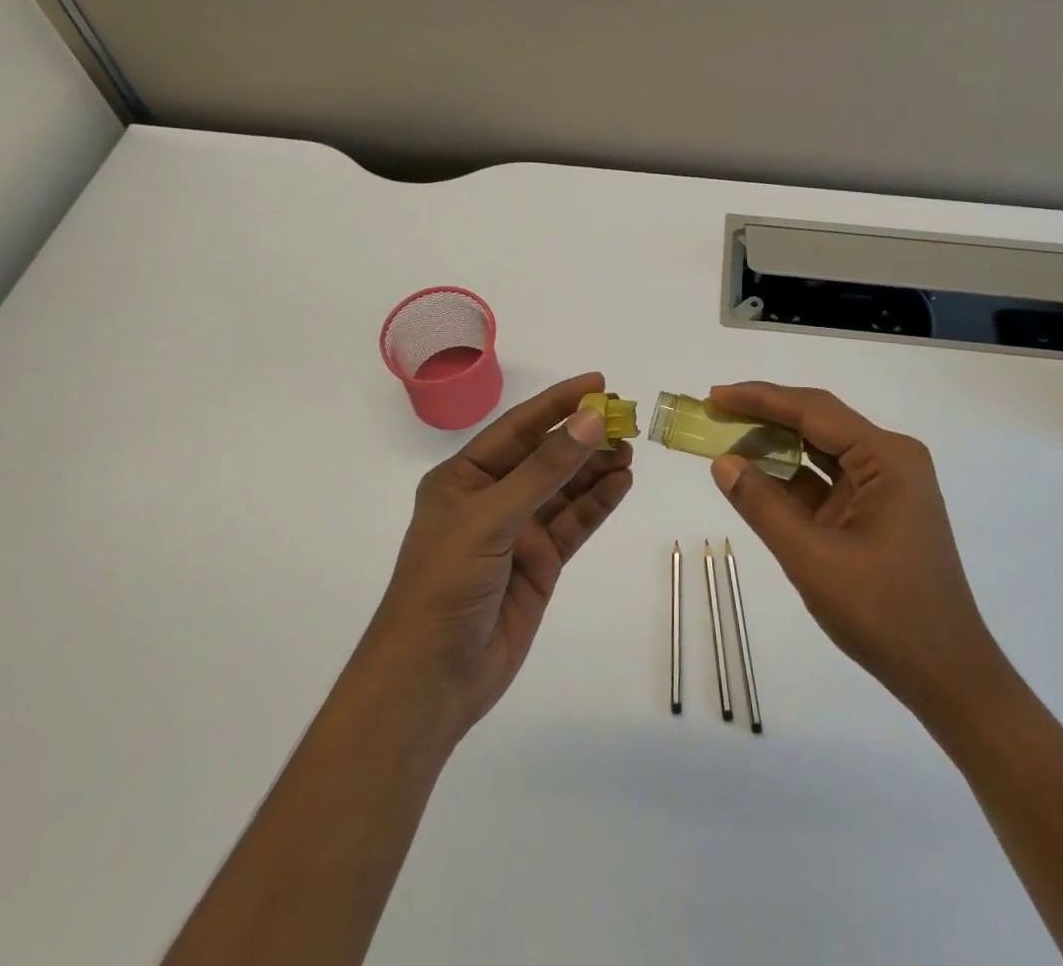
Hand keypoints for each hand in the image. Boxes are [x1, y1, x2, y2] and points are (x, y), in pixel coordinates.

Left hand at [350, 372, 632, 745]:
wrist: (432, 678)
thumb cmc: (445, 584)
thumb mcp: (491, 518)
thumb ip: (544, 470)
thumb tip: (589, 420)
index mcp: (464, 477)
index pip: (518, 427)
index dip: (557, 403)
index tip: (597, 383)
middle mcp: (492, 498)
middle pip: (546, 457)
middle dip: (583, 438)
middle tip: (626, 420)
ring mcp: (517, 532)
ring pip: (564, 489)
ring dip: (595, 468)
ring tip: (630, 450)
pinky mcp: (539, 563)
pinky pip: (574, 524)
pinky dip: (598, 503)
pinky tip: (622, 483)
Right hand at [707, 382, 997, 712]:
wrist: (946, 676)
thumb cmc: (886, 614)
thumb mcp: (813, 559)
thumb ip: (763, 506)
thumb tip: (722, 462)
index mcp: (887, 458)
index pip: (814, 410)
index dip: (760, 398)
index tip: (715, 396)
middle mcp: (890, 459)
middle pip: (818, 422)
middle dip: (765, 416)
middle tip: (714, 412)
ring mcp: (885, 485)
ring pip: (820, 449)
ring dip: (775, 445)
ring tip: (726, 437)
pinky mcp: (876, 509)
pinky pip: (826, 480)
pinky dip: (790, 478)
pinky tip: (755, 476)